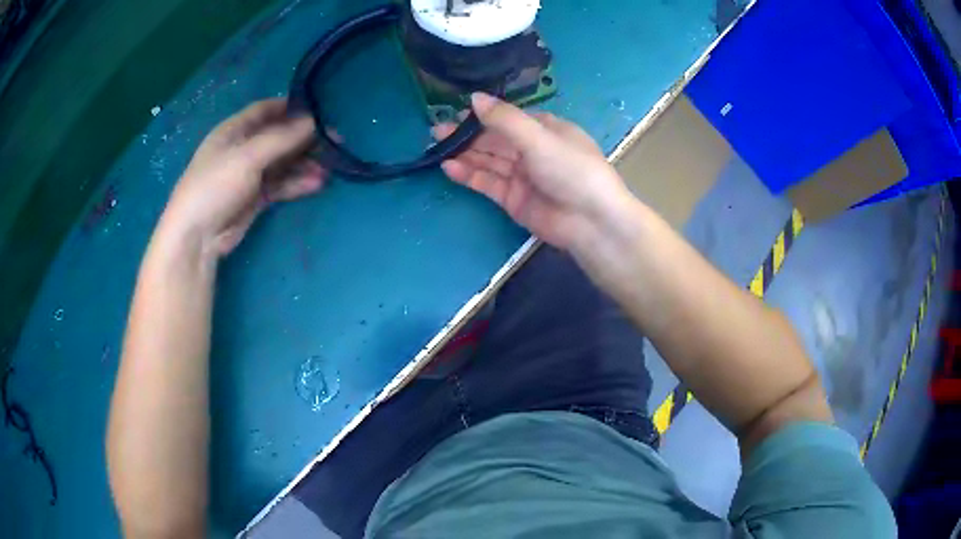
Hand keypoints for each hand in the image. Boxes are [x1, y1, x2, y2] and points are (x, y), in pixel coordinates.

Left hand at [161, 98, 326, 256]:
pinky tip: (317, 185)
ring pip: (283, 163)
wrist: (196, 237)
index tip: (319, 110)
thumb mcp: (247, 157)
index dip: (291, 107)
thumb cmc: (215, 186)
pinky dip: (297, 184)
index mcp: (233, 130)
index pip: (265, 110)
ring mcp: (249, 174)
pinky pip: (281, 185)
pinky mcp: (255, 198)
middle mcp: (242, 148)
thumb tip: (314, 121)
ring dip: (305, 164)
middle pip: (279, 137)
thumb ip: (281, 138)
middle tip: (335, 142)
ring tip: (330, 169)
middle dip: (305, 139)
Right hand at [433, 93, 631, 250]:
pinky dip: (469, 175)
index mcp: (545, 129)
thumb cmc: (571, 169)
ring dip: (464, 154)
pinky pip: (487, 182)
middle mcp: (532, 149)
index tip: (456, 114)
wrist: (591, 222)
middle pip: (494, 139)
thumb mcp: (538, 137)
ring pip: (488, 160)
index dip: (482, 116)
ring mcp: (522, 175)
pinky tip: (449, 167)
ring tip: (436, 147)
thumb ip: (504, 118)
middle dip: (467, 135)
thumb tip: (474, 98)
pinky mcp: (513, 199)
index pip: (507, 118)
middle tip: (436, 131)